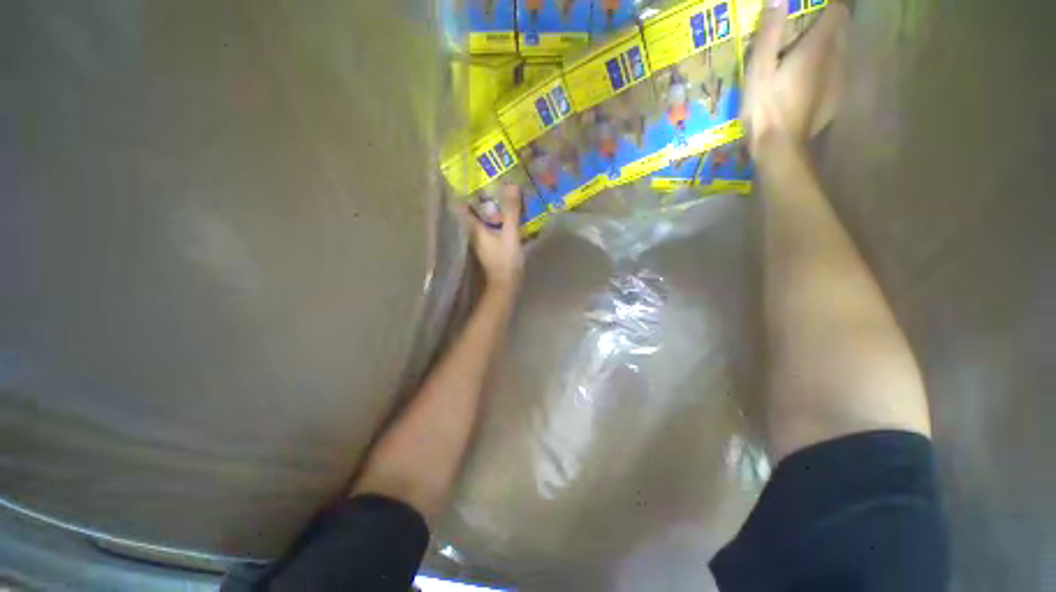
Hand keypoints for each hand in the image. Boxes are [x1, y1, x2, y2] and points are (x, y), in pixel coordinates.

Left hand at [459, 185, 523, 289]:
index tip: (472, 180)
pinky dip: (497, 222)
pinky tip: (508, 218)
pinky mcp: (491, 249)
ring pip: (483, 222)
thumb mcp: (511, 234)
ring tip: (501, 197)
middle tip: (491, 184)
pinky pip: (492, 230)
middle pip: (473, 214)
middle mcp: (475, 235)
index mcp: (475, 230)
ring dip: (490, 211)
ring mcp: (483, 243)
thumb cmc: (506, 260)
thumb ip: (511, 211)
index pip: (462, 209)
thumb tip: (511, 184)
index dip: (464, 194)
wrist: (507, 285)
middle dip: (481, 200)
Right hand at [743, 1, 848, 159]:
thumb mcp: (758, 70)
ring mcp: (839, 80)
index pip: (838, 11)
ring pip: (842, 53)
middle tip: (804, 34)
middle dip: (829, 25)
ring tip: (805, 59)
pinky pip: (838, 75)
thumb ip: (769, 33)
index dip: (829, 6)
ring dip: (829, 49)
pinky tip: (810, 83)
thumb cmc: (766, 108)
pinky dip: (828, 71)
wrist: (780, 148)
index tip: (813, 9)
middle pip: (842, 30)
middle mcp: (836, 58)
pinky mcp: (836, 99)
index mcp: (818, 47)